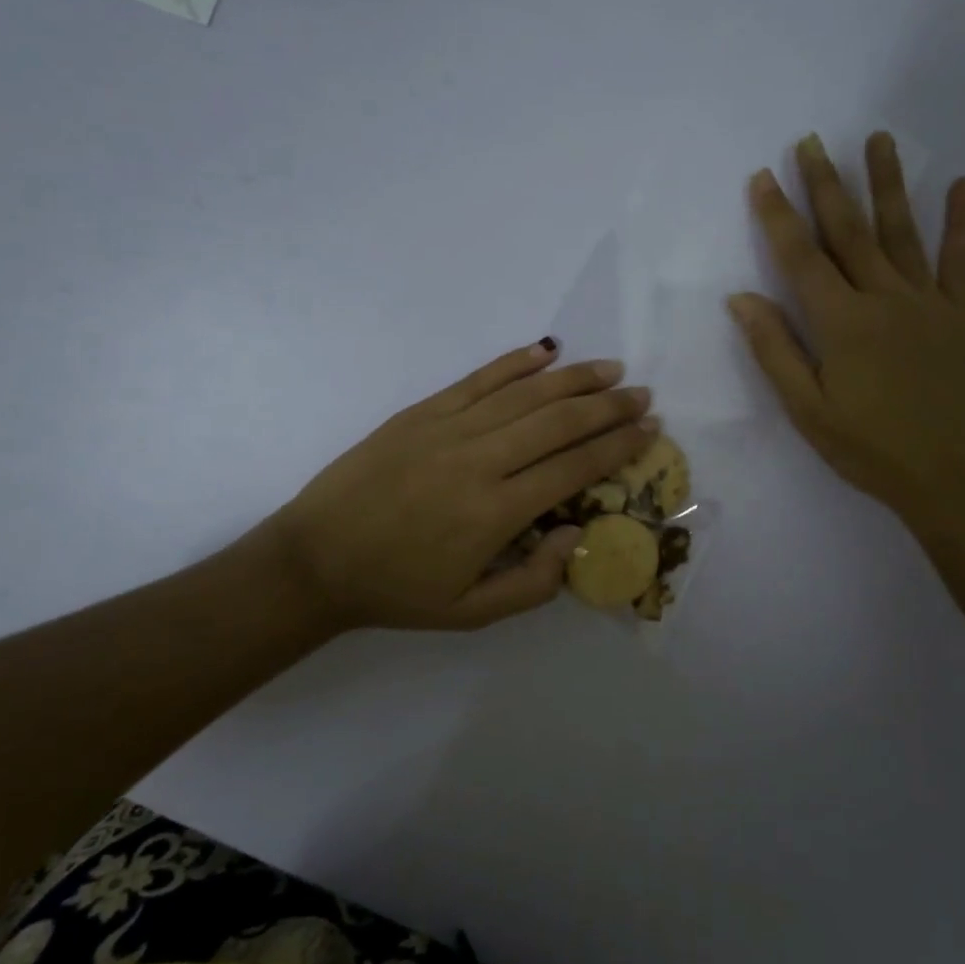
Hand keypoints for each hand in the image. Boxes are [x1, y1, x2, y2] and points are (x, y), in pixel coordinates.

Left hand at [265, 342, 657, 631]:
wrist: (315, 559)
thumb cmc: (398, 590)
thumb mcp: (472, 612)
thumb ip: (534, 582)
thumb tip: (578, 534)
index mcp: (496, 512)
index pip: (574, 468)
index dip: (618, 446)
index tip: (649, 430)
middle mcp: (480, 460)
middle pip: (559, 422)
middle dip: (608, 407)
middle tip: (642, 395)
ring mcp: (449, 428)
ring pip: (526, 394)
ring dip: (574, 379)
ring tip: (610, 369)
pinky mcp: (423, 411)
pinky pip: (479, 379)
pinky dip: (516, 362)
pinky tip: (546, 351)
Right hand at [729, 133, 964, 537]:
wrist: (954, 476)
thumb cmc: (869, 448)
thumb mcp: (807, 410)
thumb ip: (775, 350)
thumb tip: (740, 298)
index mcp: (841, 322)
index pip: (800, 256)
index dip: (778, 214)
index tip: (764, 175)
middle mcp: (883, 297)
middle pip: (849, 230)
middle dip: (826, 183)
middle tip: (812, 141)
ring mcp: (928, 301)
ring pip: (902, 230)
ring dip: (888, 182)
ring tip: (878, 138)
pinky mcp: (962, 313)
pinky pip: (960, 259)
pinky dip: (961, 221)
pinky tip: (962, 184)